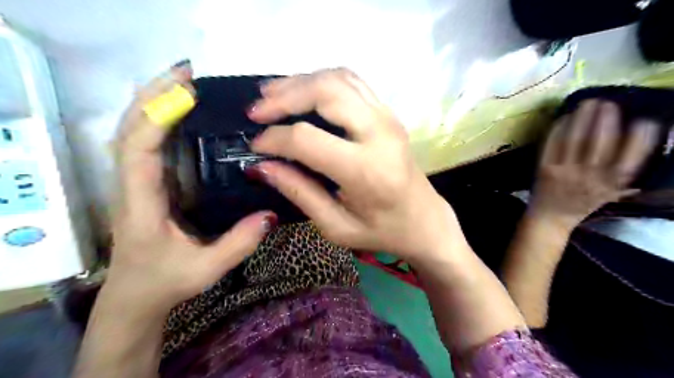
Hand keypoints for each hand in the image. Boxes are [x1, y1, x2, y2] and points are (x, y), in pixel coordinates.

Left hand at [105, 63, 272, 315]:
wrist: (134, 298)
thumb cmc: (165, 282)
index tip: (185, 94)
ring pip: (132, 133)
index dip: (156, 118)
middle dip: (152, 95)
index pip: (137, 151)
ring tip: (184, 82)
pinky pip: (144, 144)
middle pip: (127, 130)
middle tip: (187, 73)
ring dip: (152, 102)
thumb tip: (271, 214)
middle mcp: (131, 186)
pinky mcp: (146, 184)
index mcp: (141, 205)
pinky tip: (179, 112)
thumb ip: (239, 243)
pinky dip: (156, 120)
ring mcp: (136, 183)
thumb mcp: (206, 269)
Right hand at [246, 68, 457, 262]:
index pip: (307, 139)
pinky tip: (303, 91)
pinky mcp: (388, 113)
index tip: (255, 147)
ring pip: (338, 78)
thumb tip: (261, 166)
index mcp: (366, 170)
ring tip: (271, 94)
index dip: (274, 139)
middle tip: (256, 112)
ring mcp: (387, 117)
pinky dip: (321, 80)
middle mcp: (379, 133)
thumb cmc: (382, 231)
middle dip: (284, 97)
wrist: (424, 219)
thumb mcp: (336, 225)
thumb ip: (299, 192)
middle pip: (324, 93)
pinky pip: (351, 82)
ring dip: (300, 82)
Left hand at [529, 100, 656, 227]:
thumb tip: (643, 145)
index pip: (628, 161)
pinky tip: (564, 118)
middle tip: (608, 103)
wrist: (550, 218)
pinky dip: (558, 129)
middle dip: (605, 120)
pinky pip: (552, 145)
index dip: (639, 140)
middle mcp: (588, 178)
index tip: (644, 121)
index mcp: (609, 186)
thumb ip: (624, 174)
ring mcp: (564, 172)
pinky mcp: (544, 169)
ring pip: (574, 140)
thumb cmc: (583, 204)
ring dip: (582, 119)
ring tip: (587, 103)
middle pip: (599, 144)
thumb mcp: (610, 194)